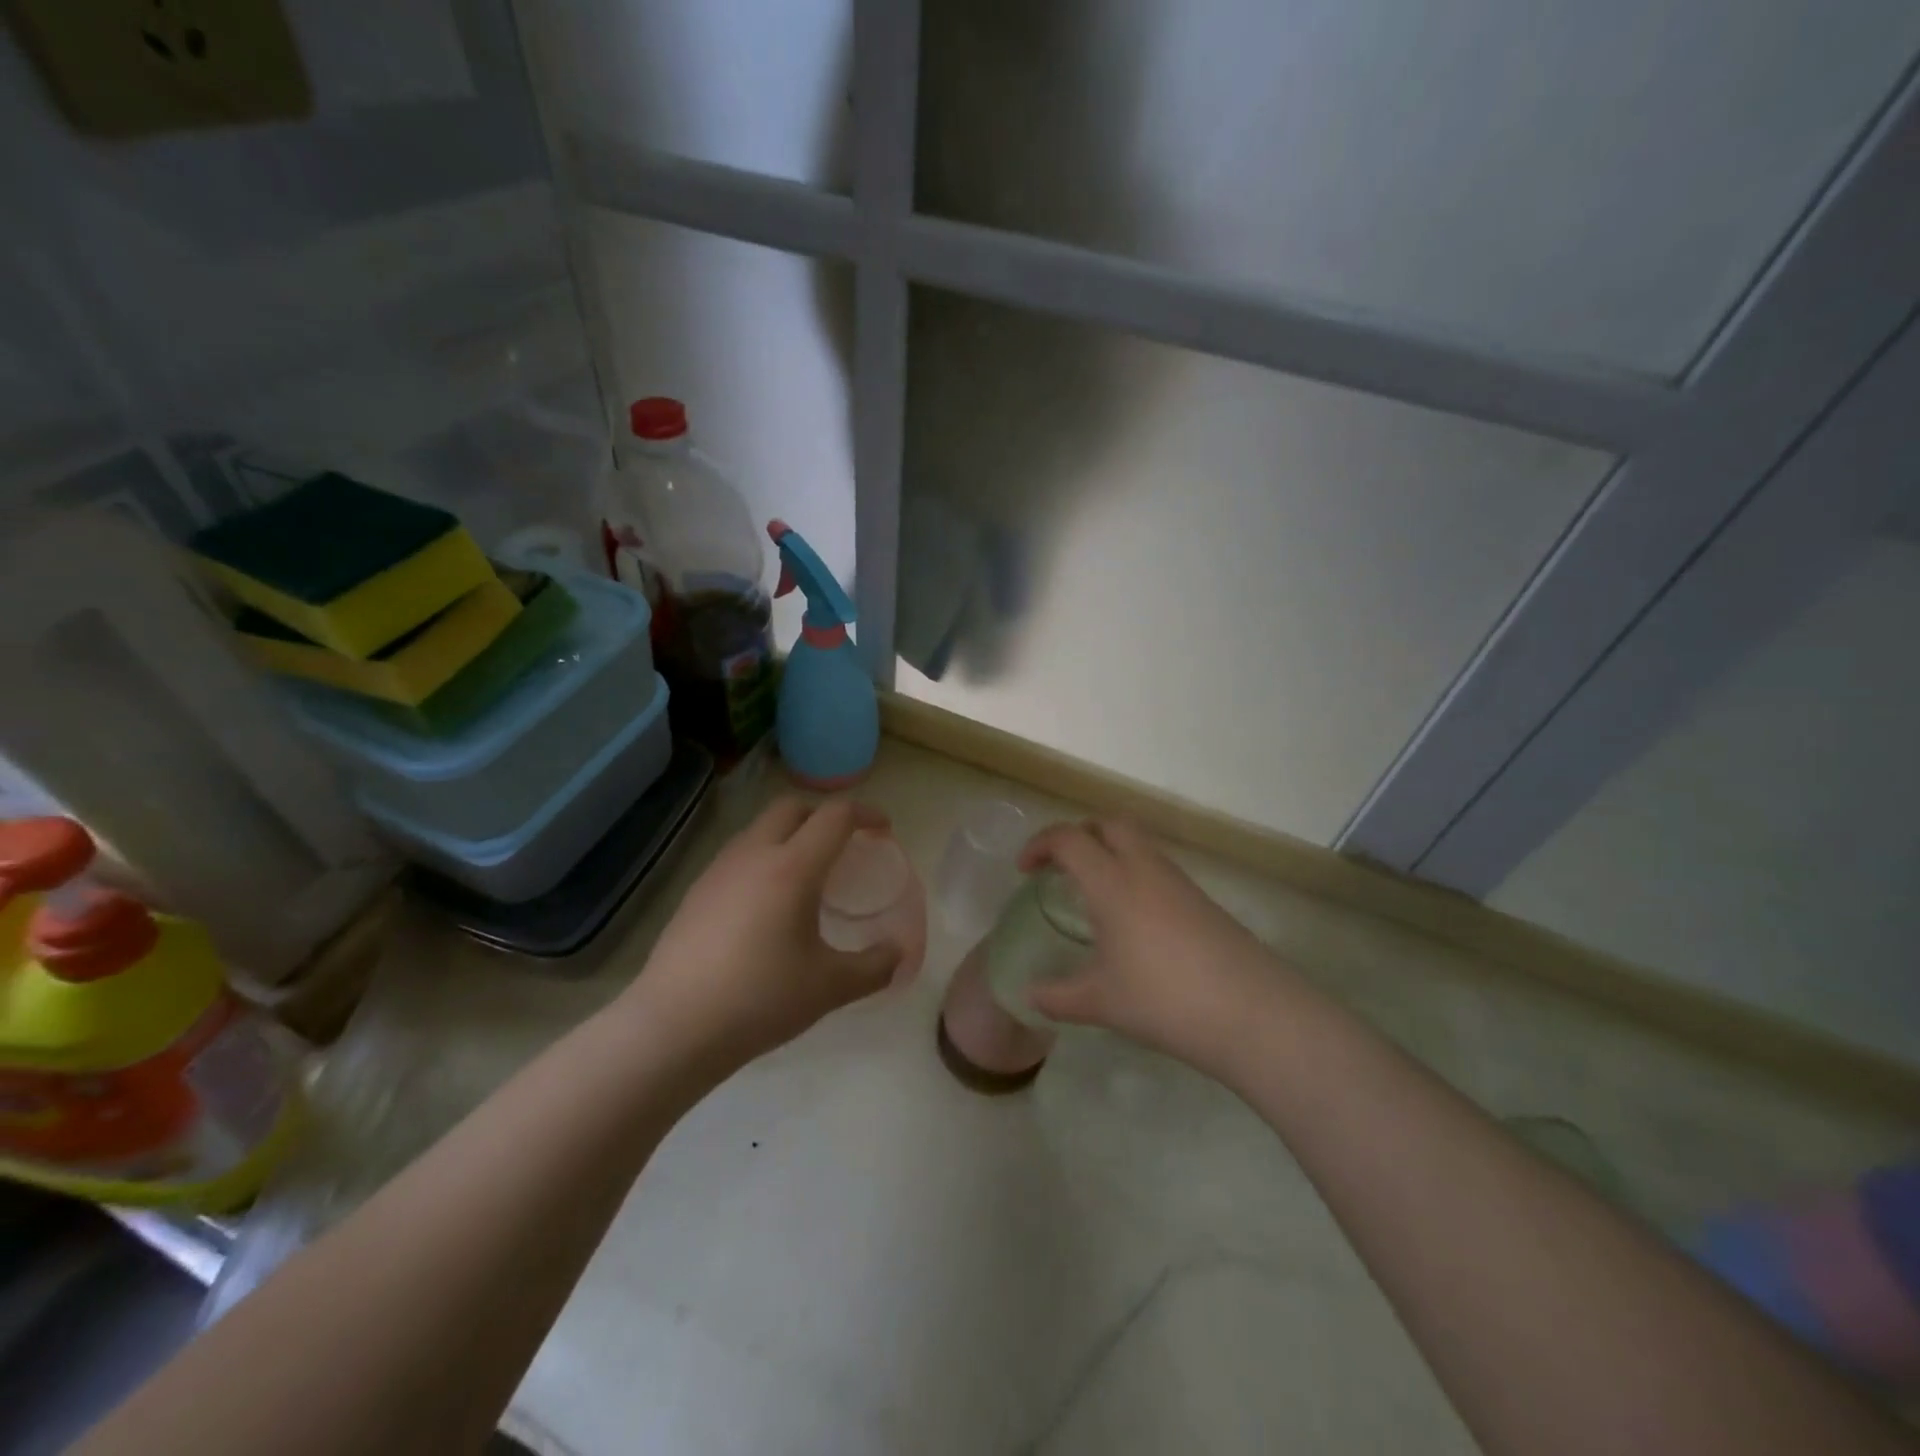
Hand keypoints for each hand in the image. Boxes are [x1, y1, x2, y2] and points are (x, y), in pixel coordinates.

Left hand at [619, 797, 901, 1079]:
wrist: (674, 1027)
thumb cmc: (761, 999)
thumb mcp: (831, 987)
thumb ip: (875, 966)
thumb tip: (898, 954)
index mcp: (793, 867)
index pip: (835, 816)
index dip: (865, 814)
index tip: (883, 829)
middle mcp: (754, 854)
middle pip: (792, 808)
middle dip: (824, 816)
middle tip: (844, 846)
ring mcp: (718, 870)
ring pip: (760, 829)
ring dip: (790, 835)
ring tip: (806, 875)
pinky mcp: (696, 891)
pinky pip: (739, 855)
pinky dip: (763, 859)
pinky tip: (766, 904)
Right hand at [1021, 819, 1289, 1071]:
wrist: (1251, 1012)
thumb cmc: (1164, 999)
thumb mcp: (1101, 1002)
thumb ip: (1058, 996)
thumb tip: (1029, 995)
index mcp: (1112, 882)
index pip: (1069, 839)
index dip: (1040, 845)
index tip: (1024, 870)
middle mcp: (1145, 869)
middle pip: (1108, 824)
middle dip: (1079, 835)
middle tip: (1061, 867)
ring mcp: (1179, 882)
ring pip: (1138, 844)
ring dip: (1109, 853)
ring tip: (1094, 895)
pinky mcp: (1203, 900)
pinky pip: (1158, 869)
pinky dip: (1134, 875)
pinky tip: (1133, 921)